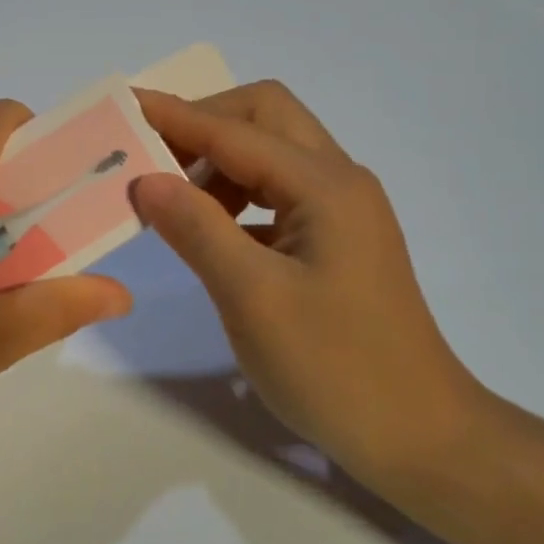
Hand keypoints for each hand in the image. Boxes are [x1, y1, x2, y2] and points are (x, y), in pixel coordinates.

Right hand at [132, 83, 486, 492]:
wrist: (420, 436)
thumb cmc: (336, 369)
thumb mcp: (253, 298)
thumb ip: (197, 229)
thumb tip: (146, 178)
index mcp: (324, 185)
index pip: (234, 131)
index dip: (175, 116)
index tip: (123, 107)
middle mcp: (338, 181)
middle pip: (264, 116)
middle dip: (204, 123)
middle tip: (152, 154)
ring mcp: (342, 209)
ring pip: (271, 152)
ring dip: (218, 159)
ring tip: (170, 197)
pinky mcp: (337, 237)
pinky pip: (278, 190)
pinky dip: (236, 193)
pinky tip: (208, 228)